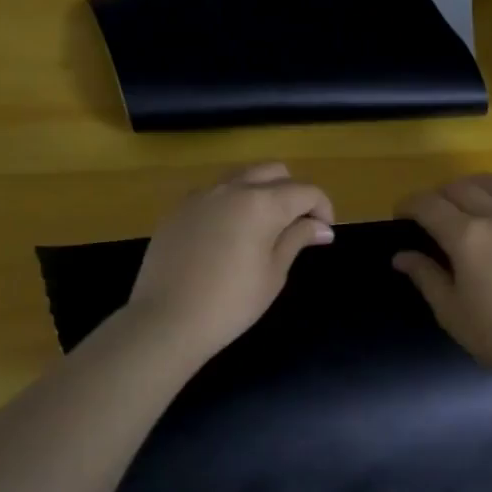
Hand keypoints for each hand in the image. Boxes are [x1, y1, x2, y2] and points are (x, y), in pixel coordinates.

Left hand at [128, 162, 334, 363]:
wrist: (167, 319)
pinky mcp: (178, 209)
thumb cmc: (232, 302)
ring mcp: (201, 195)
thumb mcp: (274, 273)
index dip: (323, 207)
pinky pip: (214, 193)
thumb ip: (297, 239)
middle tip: (297, 224)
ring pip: (241, 177)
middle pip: (274, 171)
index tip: (324, 232)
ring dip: (261, 191)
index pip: (305, 191)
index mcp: (262, 203)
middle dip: (293, 191)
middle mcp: (232, 188)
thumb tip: (321, 227)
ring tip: (264, 226)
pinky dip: (232, 202)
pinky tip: (229, 234)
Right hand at [392, 143, 491, 388]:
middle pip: (460, 190)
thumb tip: (401, 256)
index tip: (399, 214)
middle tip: (431, 213)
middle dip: (438, 195)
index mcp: (465, 238)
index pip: (428, 206)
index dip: (408, 204)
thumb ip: (426, 277)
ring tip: (465, 191)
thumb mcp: (451, 312)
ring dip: (476, 182)